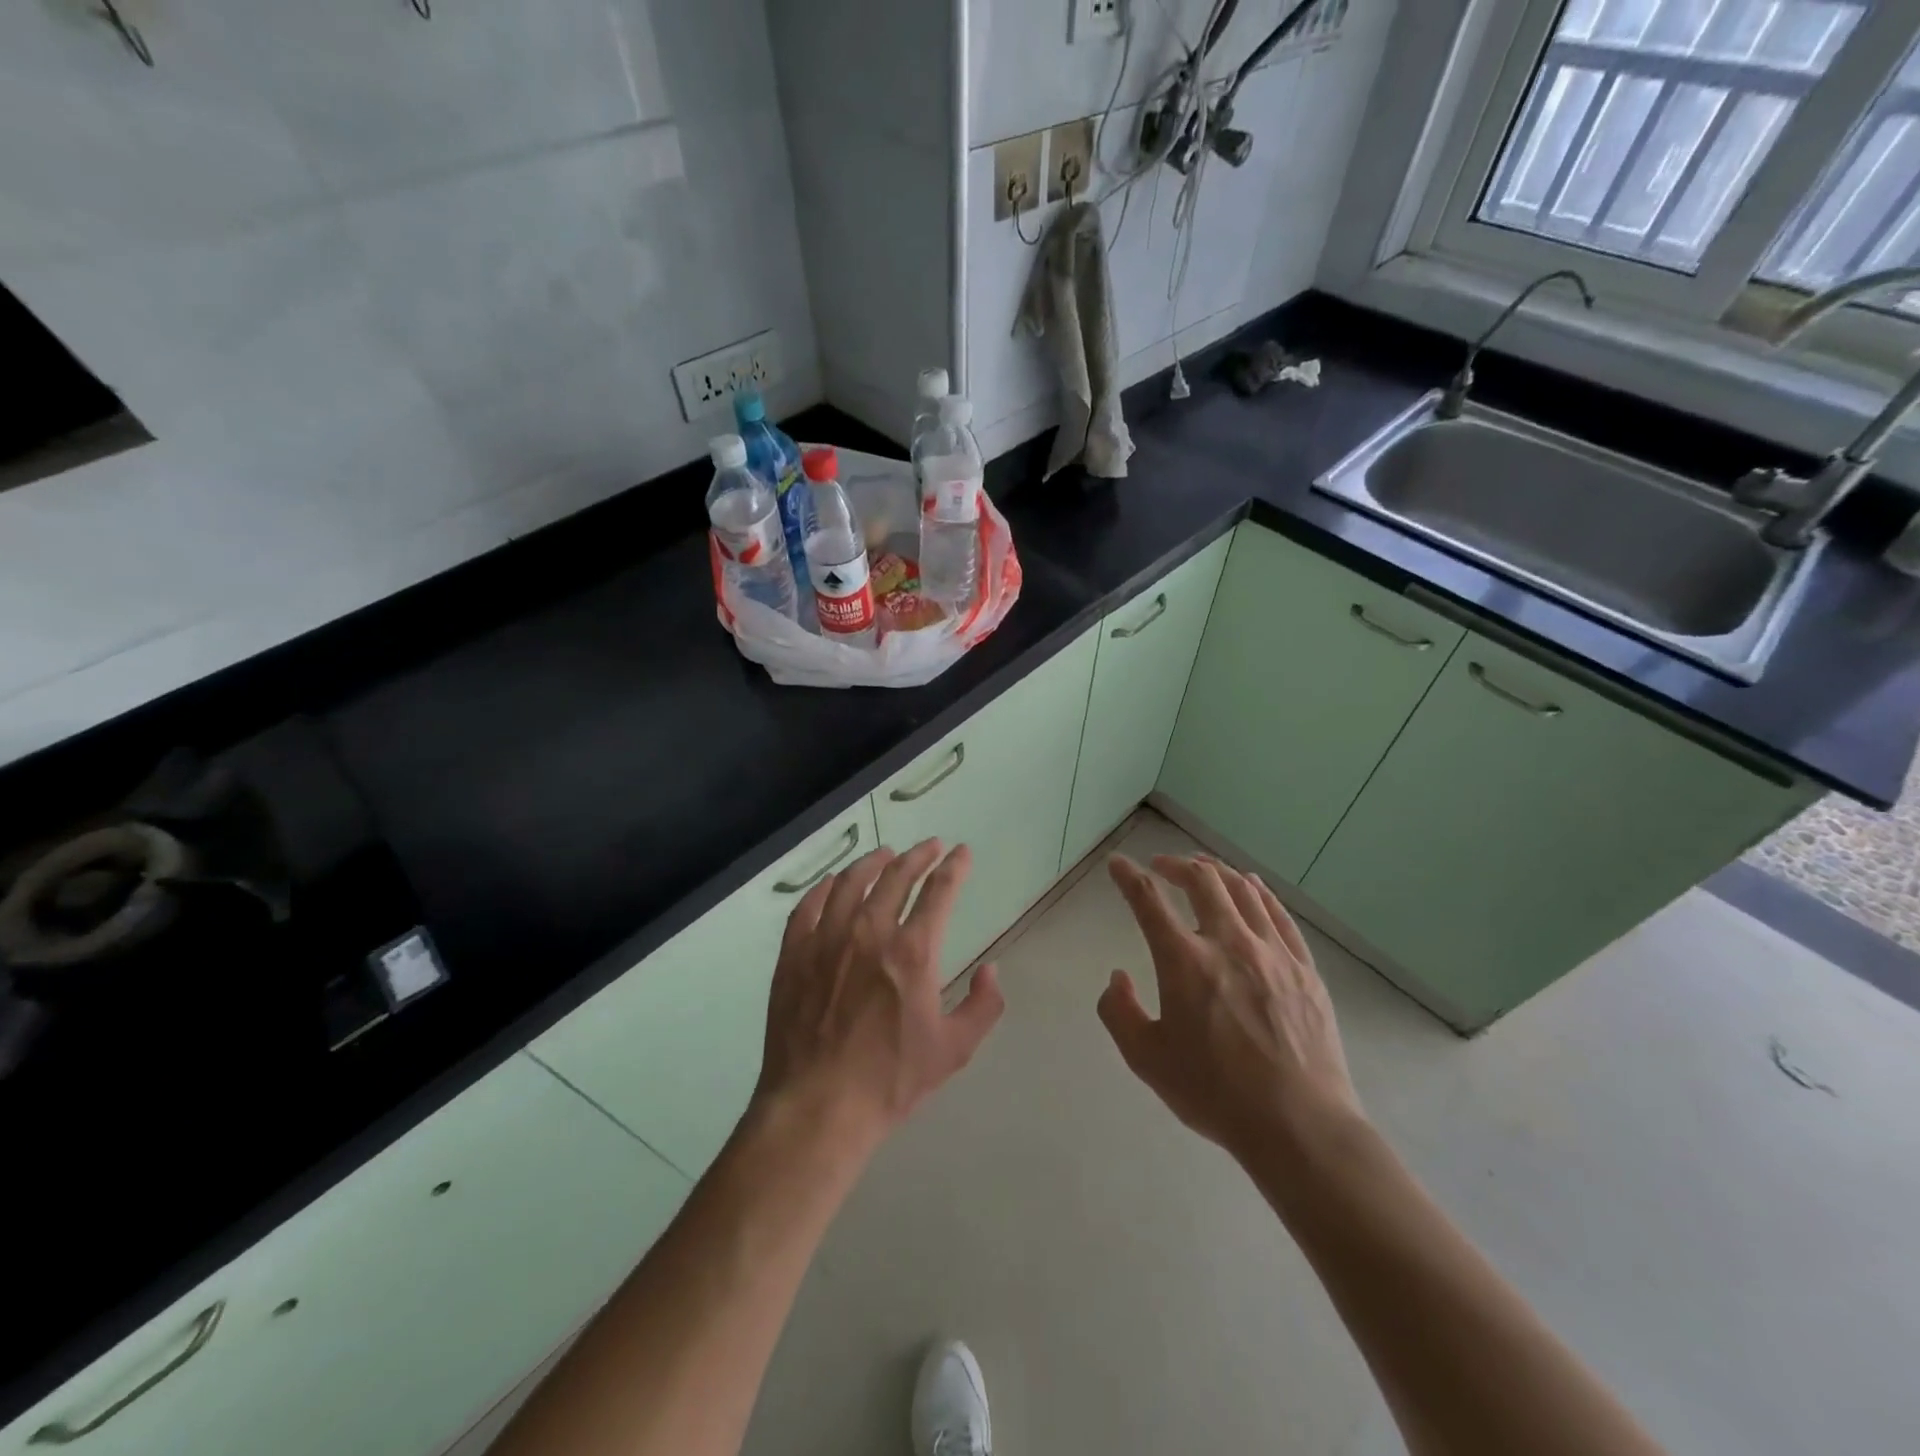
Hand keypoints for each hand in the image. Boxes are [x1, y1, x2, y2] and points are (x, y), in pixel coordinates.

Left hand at [754, 840, 1004, 1149]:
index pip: (939, 891)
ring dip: (872, 862)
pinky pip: (807, 907)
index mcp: (912, 952)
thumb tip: (991, 971)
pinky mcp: (793, 955)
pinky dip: (823, 888)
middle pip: (895, 876)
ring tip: (884, 854)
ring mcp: (825, 940)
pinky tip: (831, 885)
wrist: (817, 1108)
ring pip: (849, 882)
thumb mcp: (953, 1050)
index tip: (962, 852)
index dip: (954, 867)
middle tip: (930, 846)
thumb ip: (983, 1006)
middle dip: (918, 855)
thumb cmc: (889, 1081)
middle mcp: (869, 932)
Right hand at [1098, 853, 1361, 1161]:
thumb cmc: (1215, 1093)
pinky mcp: (1304, 968)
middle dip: (1176, 864)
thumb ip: (1119, 1013)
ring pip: (1242, 890)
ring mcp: (1271, 952)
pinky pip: (1279, 914)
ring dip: (1216, 871)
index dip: (1128, 876)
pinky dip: (1259, 892)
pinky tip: (1252, 886)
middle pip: (1202, 880)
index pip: (1148, 900)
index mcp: (1184, 961)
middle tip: (1161, 866)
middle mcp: (1227, 942)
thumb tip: (1117, 979)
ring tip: (1202, 869)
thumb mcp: (1147, 1059)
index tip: (1117, 865)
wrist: (1299, 1125)